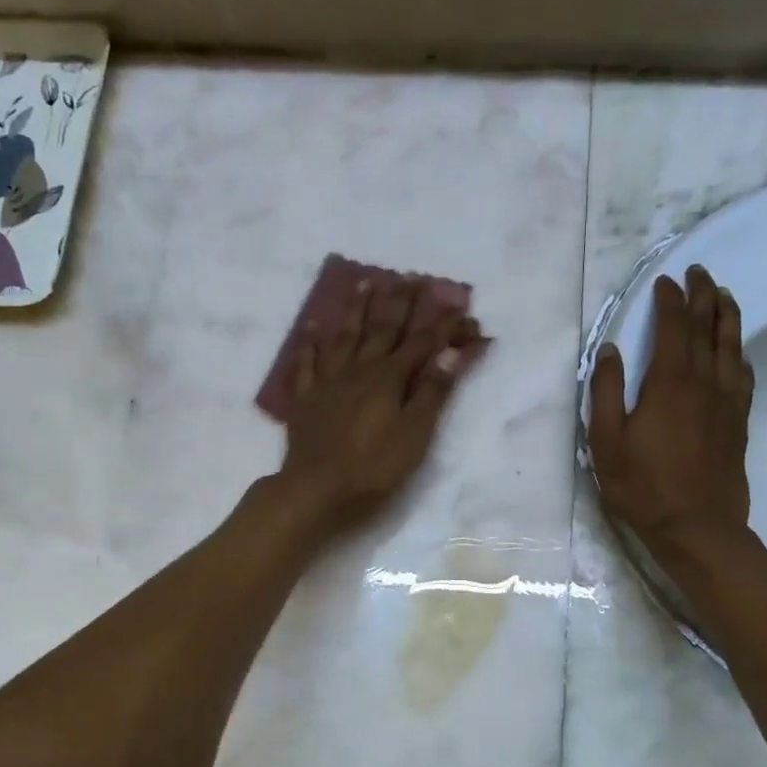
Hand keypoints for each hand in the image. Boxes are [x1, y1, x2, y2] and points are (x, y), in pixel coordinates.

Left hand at [274, 274, 484, 535]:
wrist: (315, 490)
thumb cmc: (373, 468)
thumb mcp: (415, 434)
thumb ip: (432, 391)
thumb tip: (451, 350)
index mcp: (388, 378)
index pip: (422, 344)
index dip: (443, 326)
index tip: (461, 307)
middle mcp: (358, 370)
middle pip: (382, 330)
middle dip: (400, 303)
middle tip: (410, 276)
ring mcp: (328, 382)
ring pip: (344, 337)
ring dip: (357, 309)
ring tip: (364, 282)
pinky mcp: (305, 399)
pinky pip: (307, 363)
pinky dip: (310, 343)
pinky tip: (312, 325)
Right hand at [588, 265, 753, 559]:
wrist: (697, 527)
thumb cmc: (642, 486)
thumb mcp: (606, 442)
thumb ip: (606, 392)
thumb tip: (609, 350)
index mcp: (669, 383)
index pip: (672, 327)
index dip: (669, 300)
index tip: (665, 281)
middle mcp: (703, 382)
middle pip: (707, 327)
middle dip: (702, 295)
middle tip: (698, 272)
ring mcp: (726, 401)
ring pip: (731, 345)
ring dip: (727, 315)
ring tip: (723, 294)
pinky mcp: (738, 420)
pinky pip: (744, 375)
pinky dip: (739, 353)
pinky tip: (737, 350)